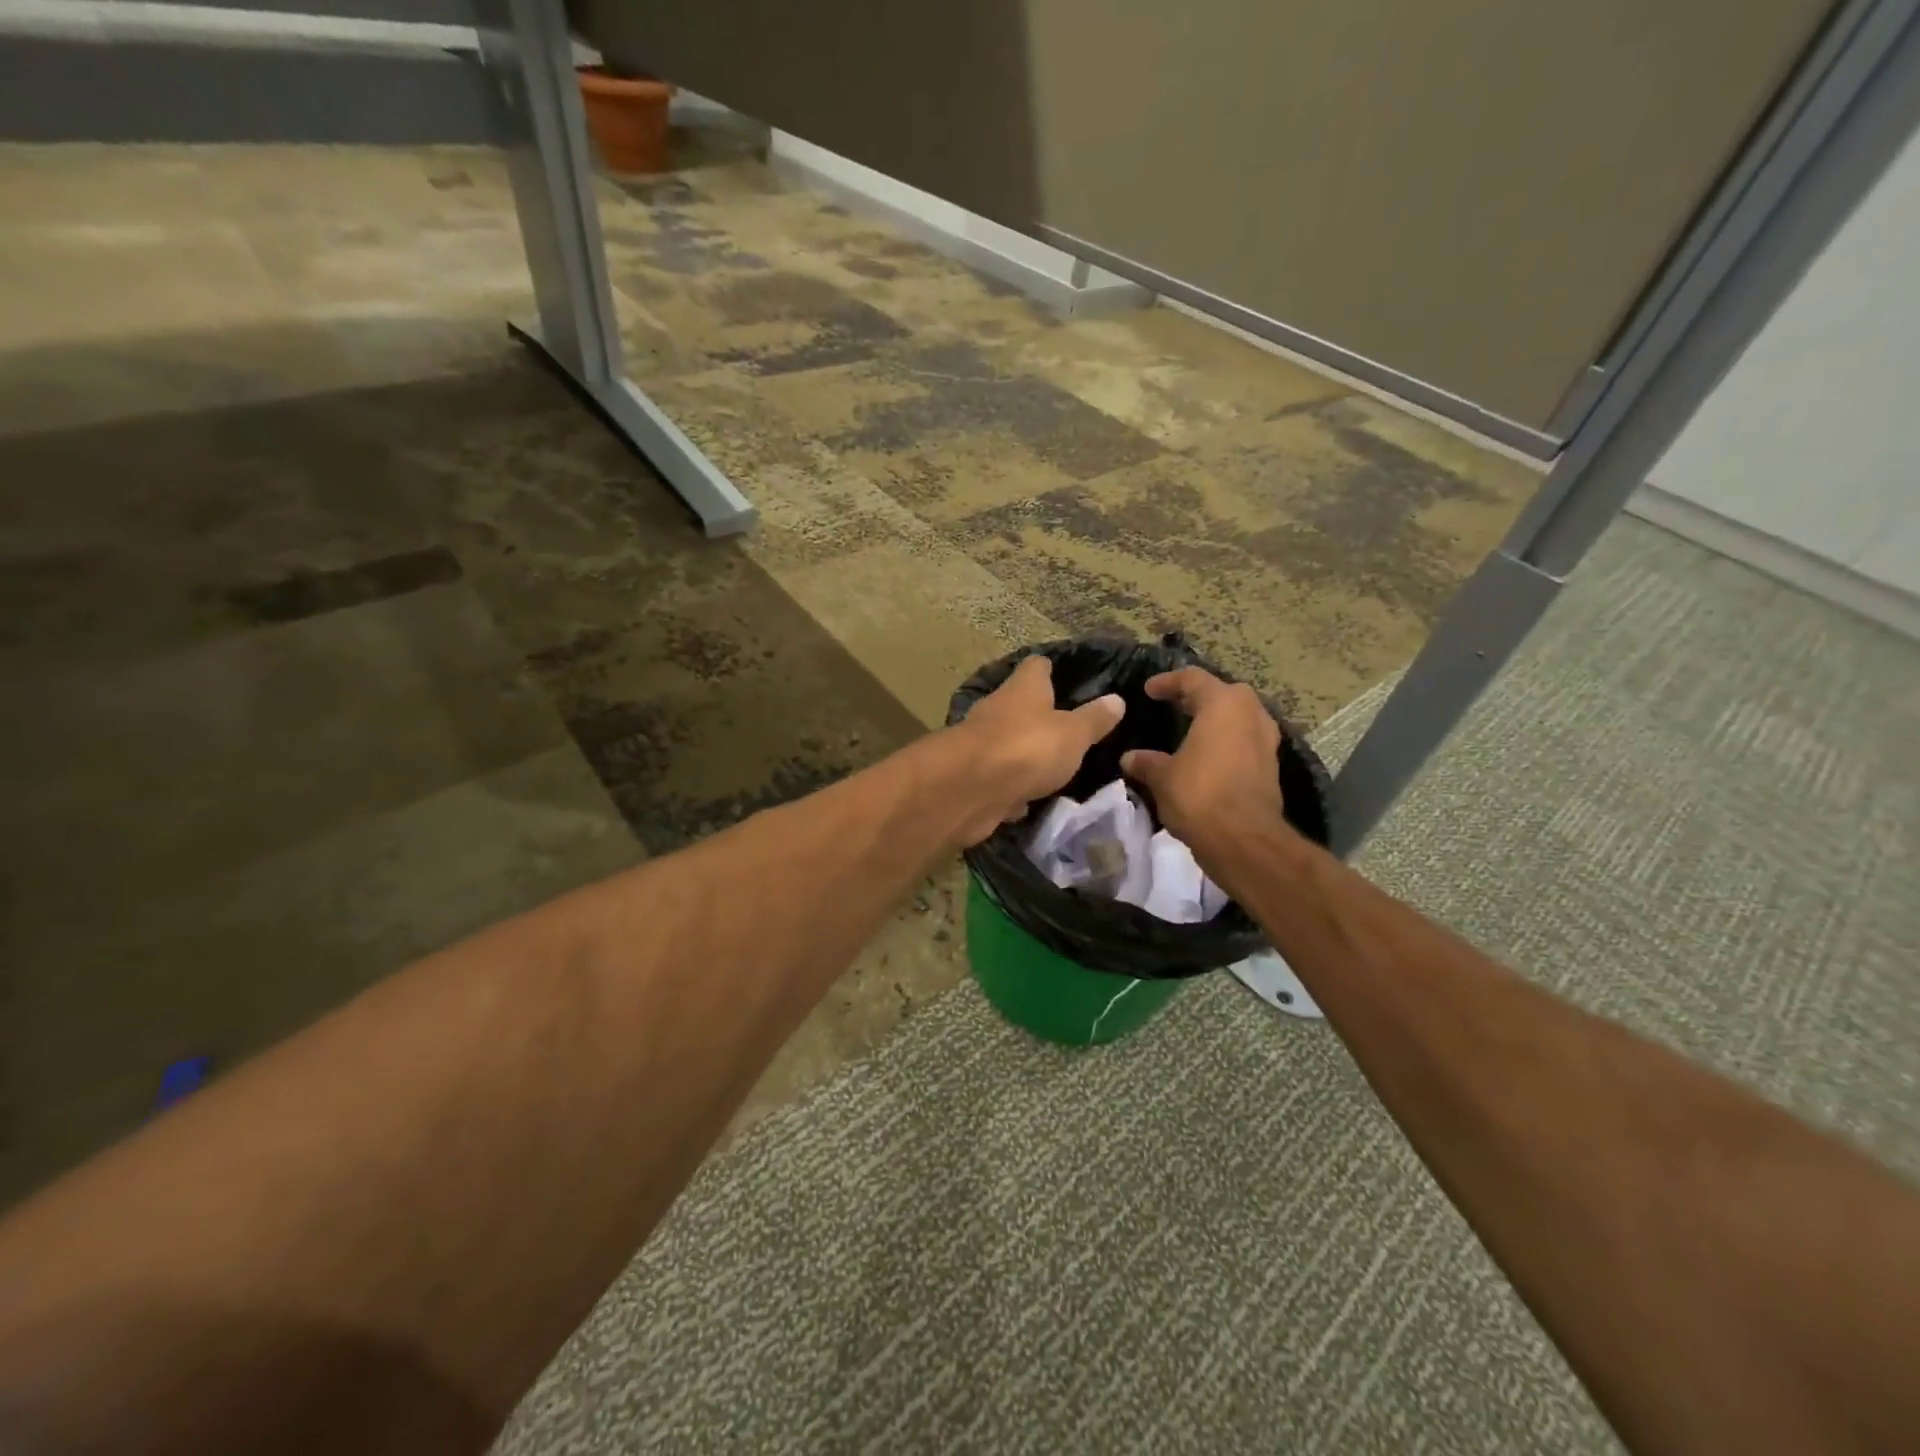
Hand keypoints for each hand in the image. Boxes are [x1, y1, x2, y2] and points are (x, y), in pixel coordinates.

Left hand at [949, 655, 1124, 845]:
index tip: (1070, 679)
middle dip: (1040, 716)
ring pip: (1008, 743)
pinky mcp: (973, 776)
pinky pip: (999, 779)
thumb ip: (1094, 719)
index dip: (1053, 670)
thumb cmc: (1028, 747)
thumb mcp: (1074, 734)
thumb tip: (1117, 699)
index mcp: (1023, 688)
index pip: (1037, 666)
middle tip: (1070, 731)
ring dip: (1025, 754)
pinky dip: (1011, 788)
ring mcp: (981, 743)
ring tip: (1053, 767)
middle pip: (1020, 704)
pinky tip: (1027, 801)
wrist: (970, 789)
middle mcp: (998, 708)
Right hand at [1119, 668, 1284, 847]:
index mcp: (1224, 704)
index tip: (1149, 691)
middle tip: (1175, 706)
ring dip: (1217, 721)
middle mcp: (1251, 714)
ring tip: (1192, 732)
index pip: (1193, 679)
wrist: (1245, 840)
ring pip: (1239, 718)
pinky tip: (1207, 758)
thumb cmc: (1199, 795)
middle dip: (1199, 698)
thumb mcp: (1162, 777)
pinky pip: (1245, 742)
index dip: (1168, 682)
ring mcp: (1267, 741)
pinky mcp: (1271, 767)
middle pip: (1224, 694)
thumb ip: (1146, 762)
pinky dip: (1227, 743)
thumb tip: (1130, 758)